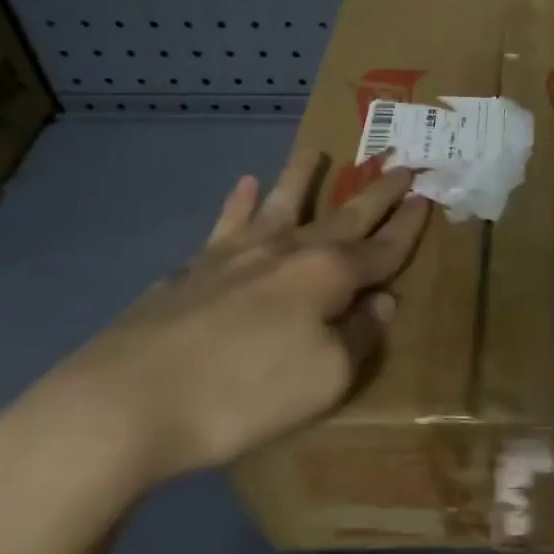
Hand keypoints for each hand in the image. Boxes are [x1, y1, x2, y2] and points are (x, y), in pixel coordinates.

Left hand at [1, 155, 428, 495]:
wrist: (125, 404)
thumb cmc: (243, 395)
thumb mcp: (326, 379)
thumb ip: (361, 337)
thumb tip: (381, 303)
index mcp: (327, 276)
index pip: (382, 248)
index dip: (409, 226)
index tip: (428, 197)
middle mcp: (287, 252)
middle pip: (343, 216)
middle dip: (376, 192)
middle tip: (400, 163)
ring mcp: (235, 255)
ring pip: (280, 204)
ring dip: (302, 177)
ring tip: (315, 149)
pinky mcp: (193, 270)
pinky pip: (225, 224)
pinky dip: (237, 203)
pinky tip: (242, 186)